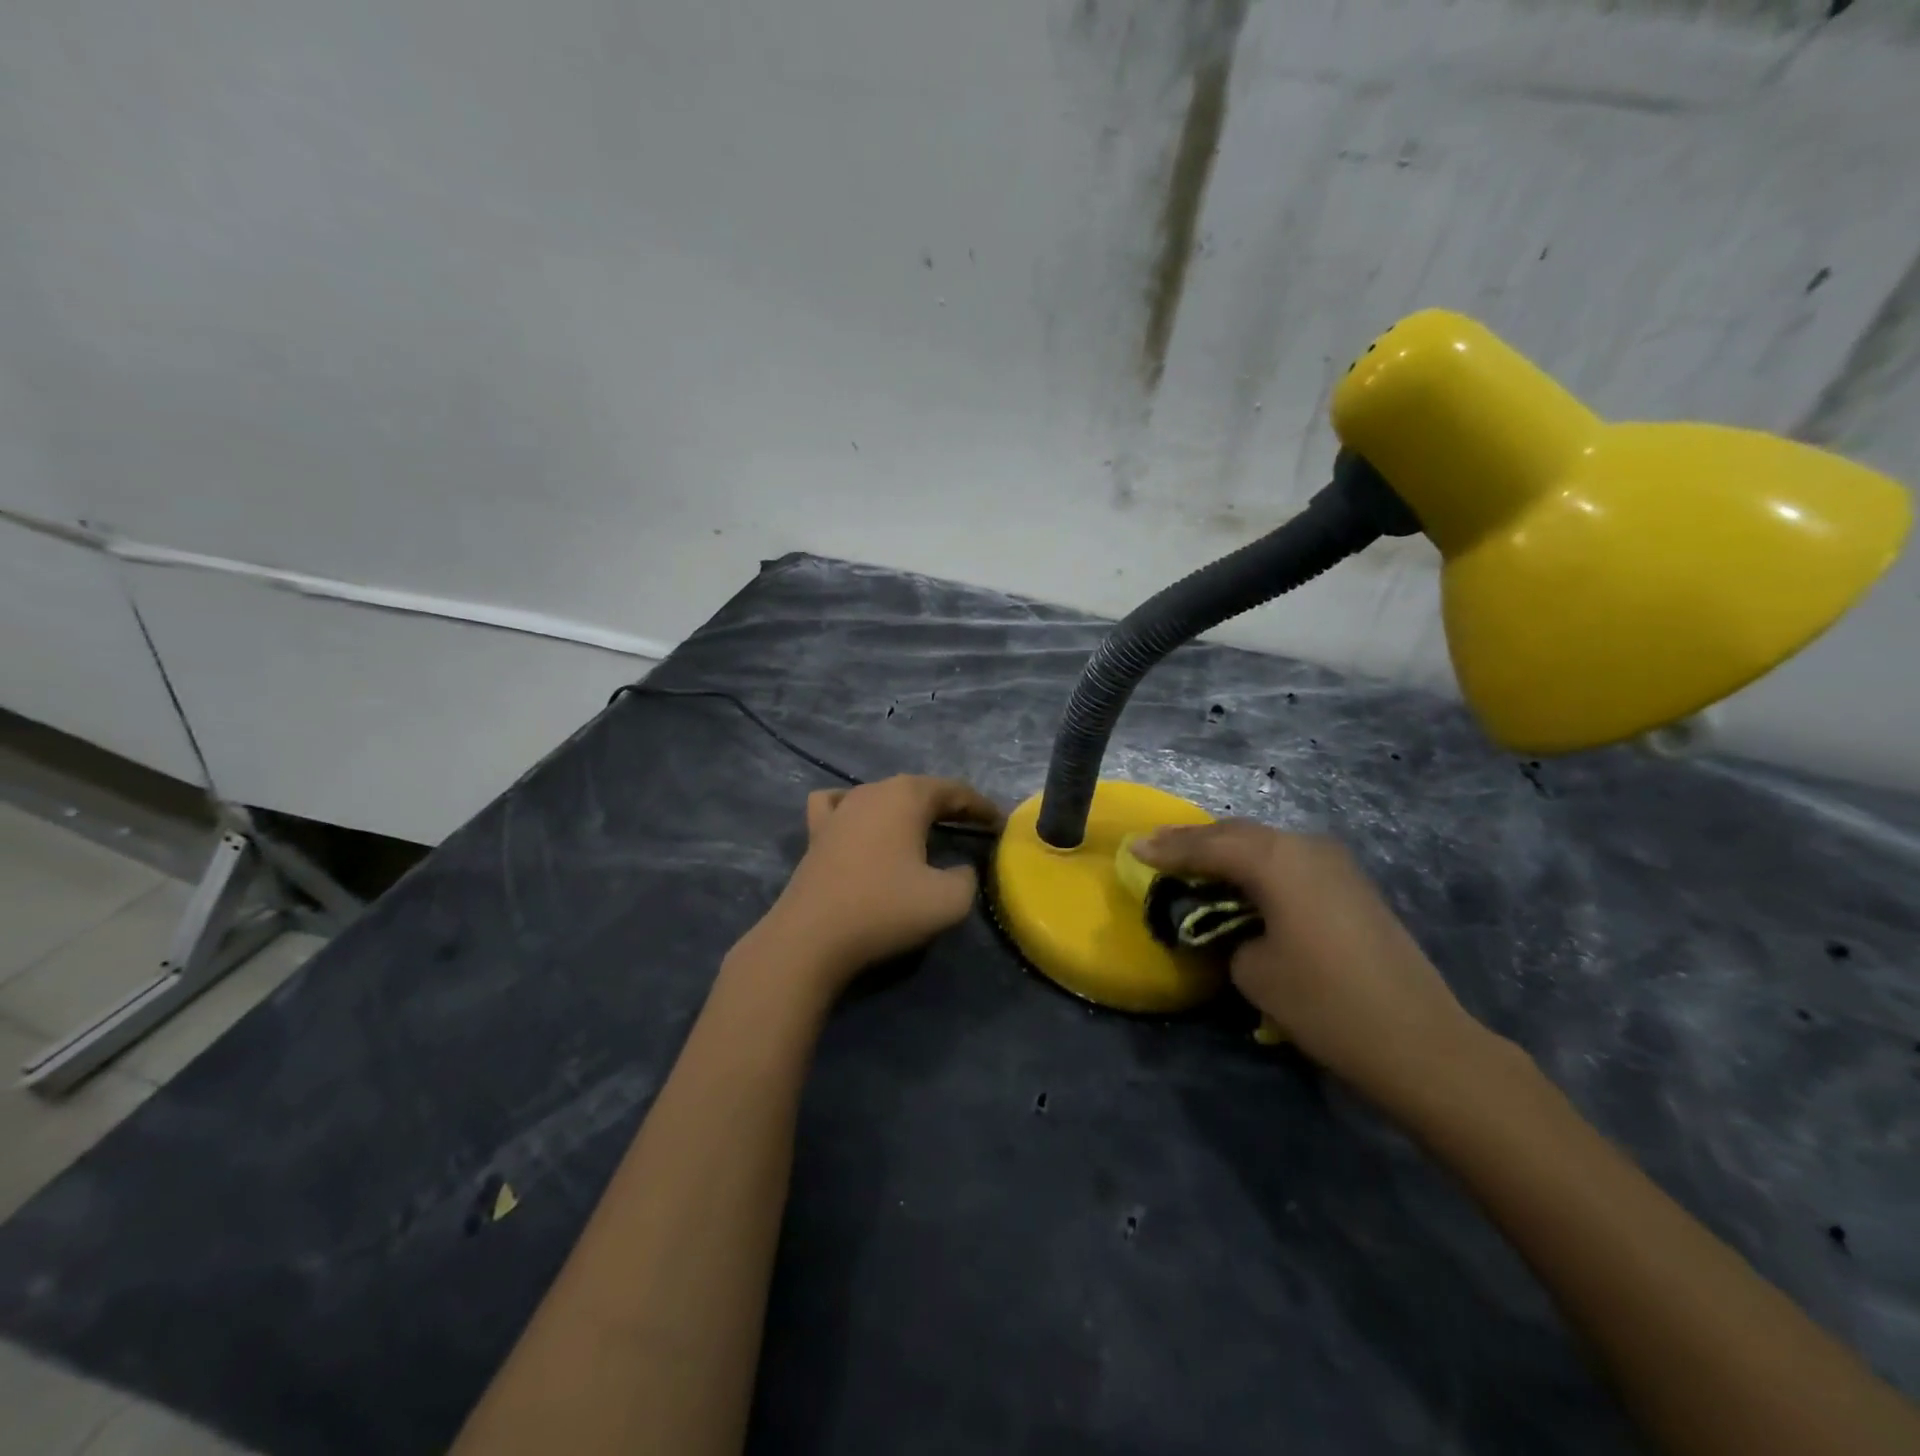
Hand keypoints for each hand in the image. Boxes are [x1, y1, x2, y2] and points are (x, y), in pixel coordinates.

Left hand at [758, 775, 1001, 995]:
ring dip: (908, 808)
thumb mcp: (949, 900)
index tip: (1000, 824)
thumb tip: (962, 869)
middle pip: (920, 789)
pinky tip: (862, 822)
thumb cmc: (884, 910)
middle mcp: (873, 790)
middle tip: (972, 827)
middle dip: (949, 806)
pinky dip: (859, 809)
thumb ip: (968, 877)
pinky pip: (840, 805)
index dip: (982, 807)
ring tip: (925, 829)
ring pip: (883, 795)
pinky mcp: (817, 831)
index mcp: (908, 796)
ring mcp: (840, 808)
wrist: (812, 937)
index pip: (956, 791)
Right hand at [1134, 821, 1488, 1110]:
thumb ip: (1228, 933)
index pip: (1208, 846)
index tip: (1134, 848)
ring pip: (1265, 843)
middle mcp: (1305, 847)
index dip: (1168, 849)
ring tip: (1192, 859)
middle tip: (1156, 847)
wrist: (1418, 1040)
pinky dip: (1257, 864)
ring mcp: (1334, 863)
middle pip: (1237, 834)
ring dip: (1227, 850)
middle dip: (1194, 841)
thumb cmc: (1324, 1003)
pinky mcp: (1350, 884)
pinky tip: (1240, 878)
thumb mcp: (1253, 970)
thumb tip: (1234, 925)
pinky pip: (1288, 860)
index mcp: (1276, 861)